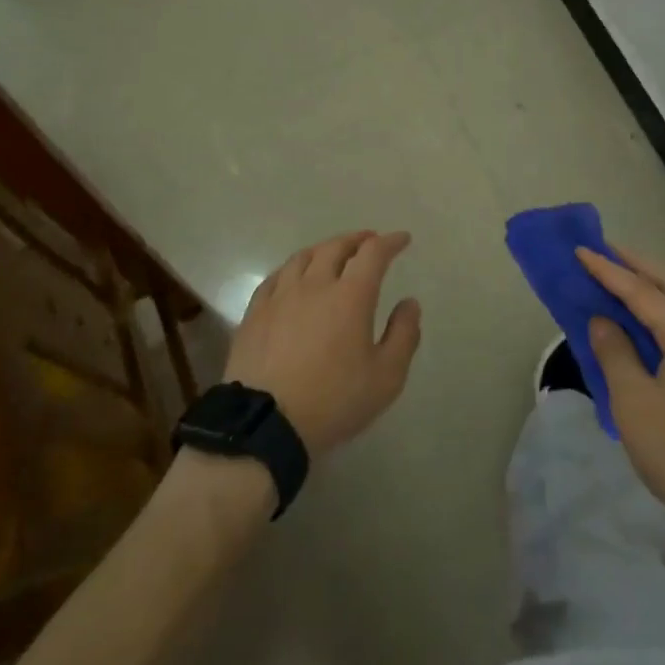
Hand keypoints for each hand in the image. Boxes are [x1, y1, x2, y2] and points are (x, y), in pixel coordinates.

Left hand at [224, 231, 422, 456]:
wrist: (265, 424)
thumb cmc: (333, 401)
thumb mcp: (386, 378)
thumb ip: (404, 335)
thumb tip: (409, 303)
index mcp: (351, 296)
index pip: (373, 253)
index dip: (390, 242)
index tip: (402, 239)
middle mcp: (315, 285)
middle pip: (336, 247)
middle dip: (357, 239)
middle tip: (369, 241)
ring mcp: (280, 297)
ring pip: (303, 257)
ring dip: (324, 249)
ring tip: (333, 253)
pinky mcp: (255, 313)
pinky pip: (276, 277)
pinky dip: (293, 268)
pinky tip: (294, 276)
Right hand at [577, 246, 664, 542]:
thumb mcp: (634, 403)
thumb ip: (615, 353)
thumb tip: (602, 320)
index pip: (640, 290)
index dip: (607, 270)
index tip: (580, 250)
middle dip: (636, 264)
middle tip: (605, 250)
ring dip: (656, 283)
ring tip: (628, 277)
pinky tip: (661, 319)